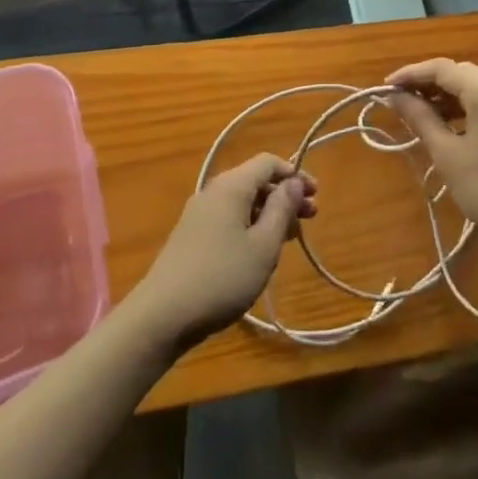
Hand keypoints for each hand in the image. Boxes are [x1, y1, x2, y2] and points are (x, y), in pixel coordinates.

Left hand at [126, 154, 316, 348]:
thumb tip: (294, 182)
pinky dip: (250, 226)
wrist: (162, 316)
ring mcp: (199, 213)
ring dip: (269, 214)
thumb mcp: (263, 246)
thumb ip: (281, 209)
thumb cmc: (221, 277)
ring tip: (289, 239)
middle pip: (255, 181)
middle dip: (284, 196)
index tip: (315, 195)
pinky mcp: (192, 236)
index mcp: (231, 186)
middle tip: (310, 218)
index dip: (294, 174)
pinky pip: (229, 218)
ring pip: (242, 202)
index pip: (268, 162)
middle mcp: (213, 191)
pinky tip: (259, 252)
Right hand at [386, 60, 477, 254]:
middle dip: (429, 84)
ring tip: (422, 114)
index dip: (411, 74)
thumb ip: (420, 119)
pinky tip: (453, 124)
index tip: (385, 87)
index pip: (442, 68)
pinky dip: (469, 106)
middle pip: (461, 73)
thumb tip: (396, 96)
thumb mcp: (448, 155)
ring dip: (449, 95)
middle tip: (400, 102)